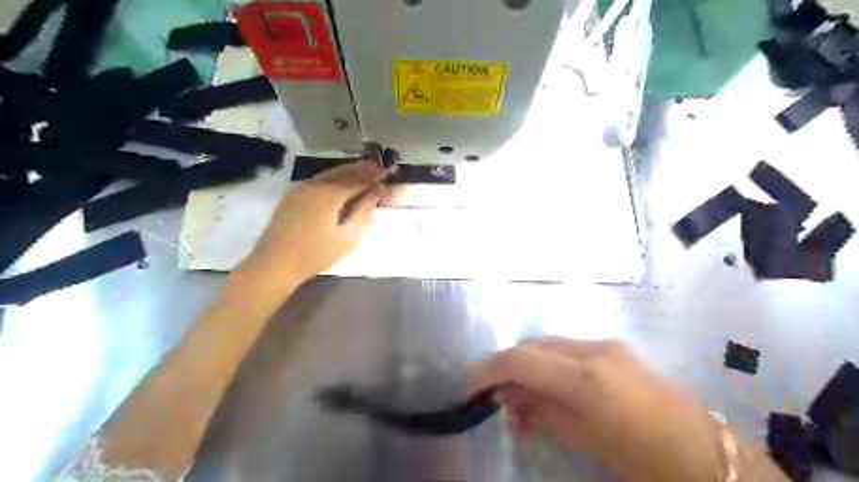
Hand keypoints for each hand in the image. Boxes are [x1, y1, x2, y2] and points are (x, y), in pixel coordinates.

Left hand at [249, 160, 395, 287]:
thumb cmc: (315, 255)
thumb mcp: (346, 237)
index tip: (390, 170)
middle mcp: (315, 185)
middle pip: (344, 172)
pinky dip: (334, 176)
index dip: (376, 175)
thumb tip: (376, 192)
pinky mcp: (293, 195)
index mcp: (330, 195)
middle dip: (363, 168)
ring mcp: (301, 188)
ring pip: (329, 173)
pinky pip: (319, 179)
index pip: (359, 180)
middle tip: (379, 165)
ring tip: (364, 167)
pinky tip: (339, 179)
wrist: (274, 264)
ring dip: (348, 170)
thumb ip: (362, 212)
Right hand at [469, 338, 722, 481]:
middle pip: (531, 344)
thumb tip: (508, 397)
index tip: (472, 388)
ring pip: (547, 344)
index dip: (489, 370)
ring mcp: (606, 343)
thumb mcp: (583, 439)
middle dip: (507, 367)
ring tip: (525, 402)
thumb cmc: (643, 458)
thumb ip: (540, 411)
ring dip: (529, 367)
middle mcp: (593, 349)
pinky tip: (551, 391)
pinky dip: (550, 366)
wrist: (704, 452)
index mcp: (586, 377)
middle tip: (499, 400)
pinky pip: (567, 349)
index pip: (520, 359)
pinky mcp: (614, 347)